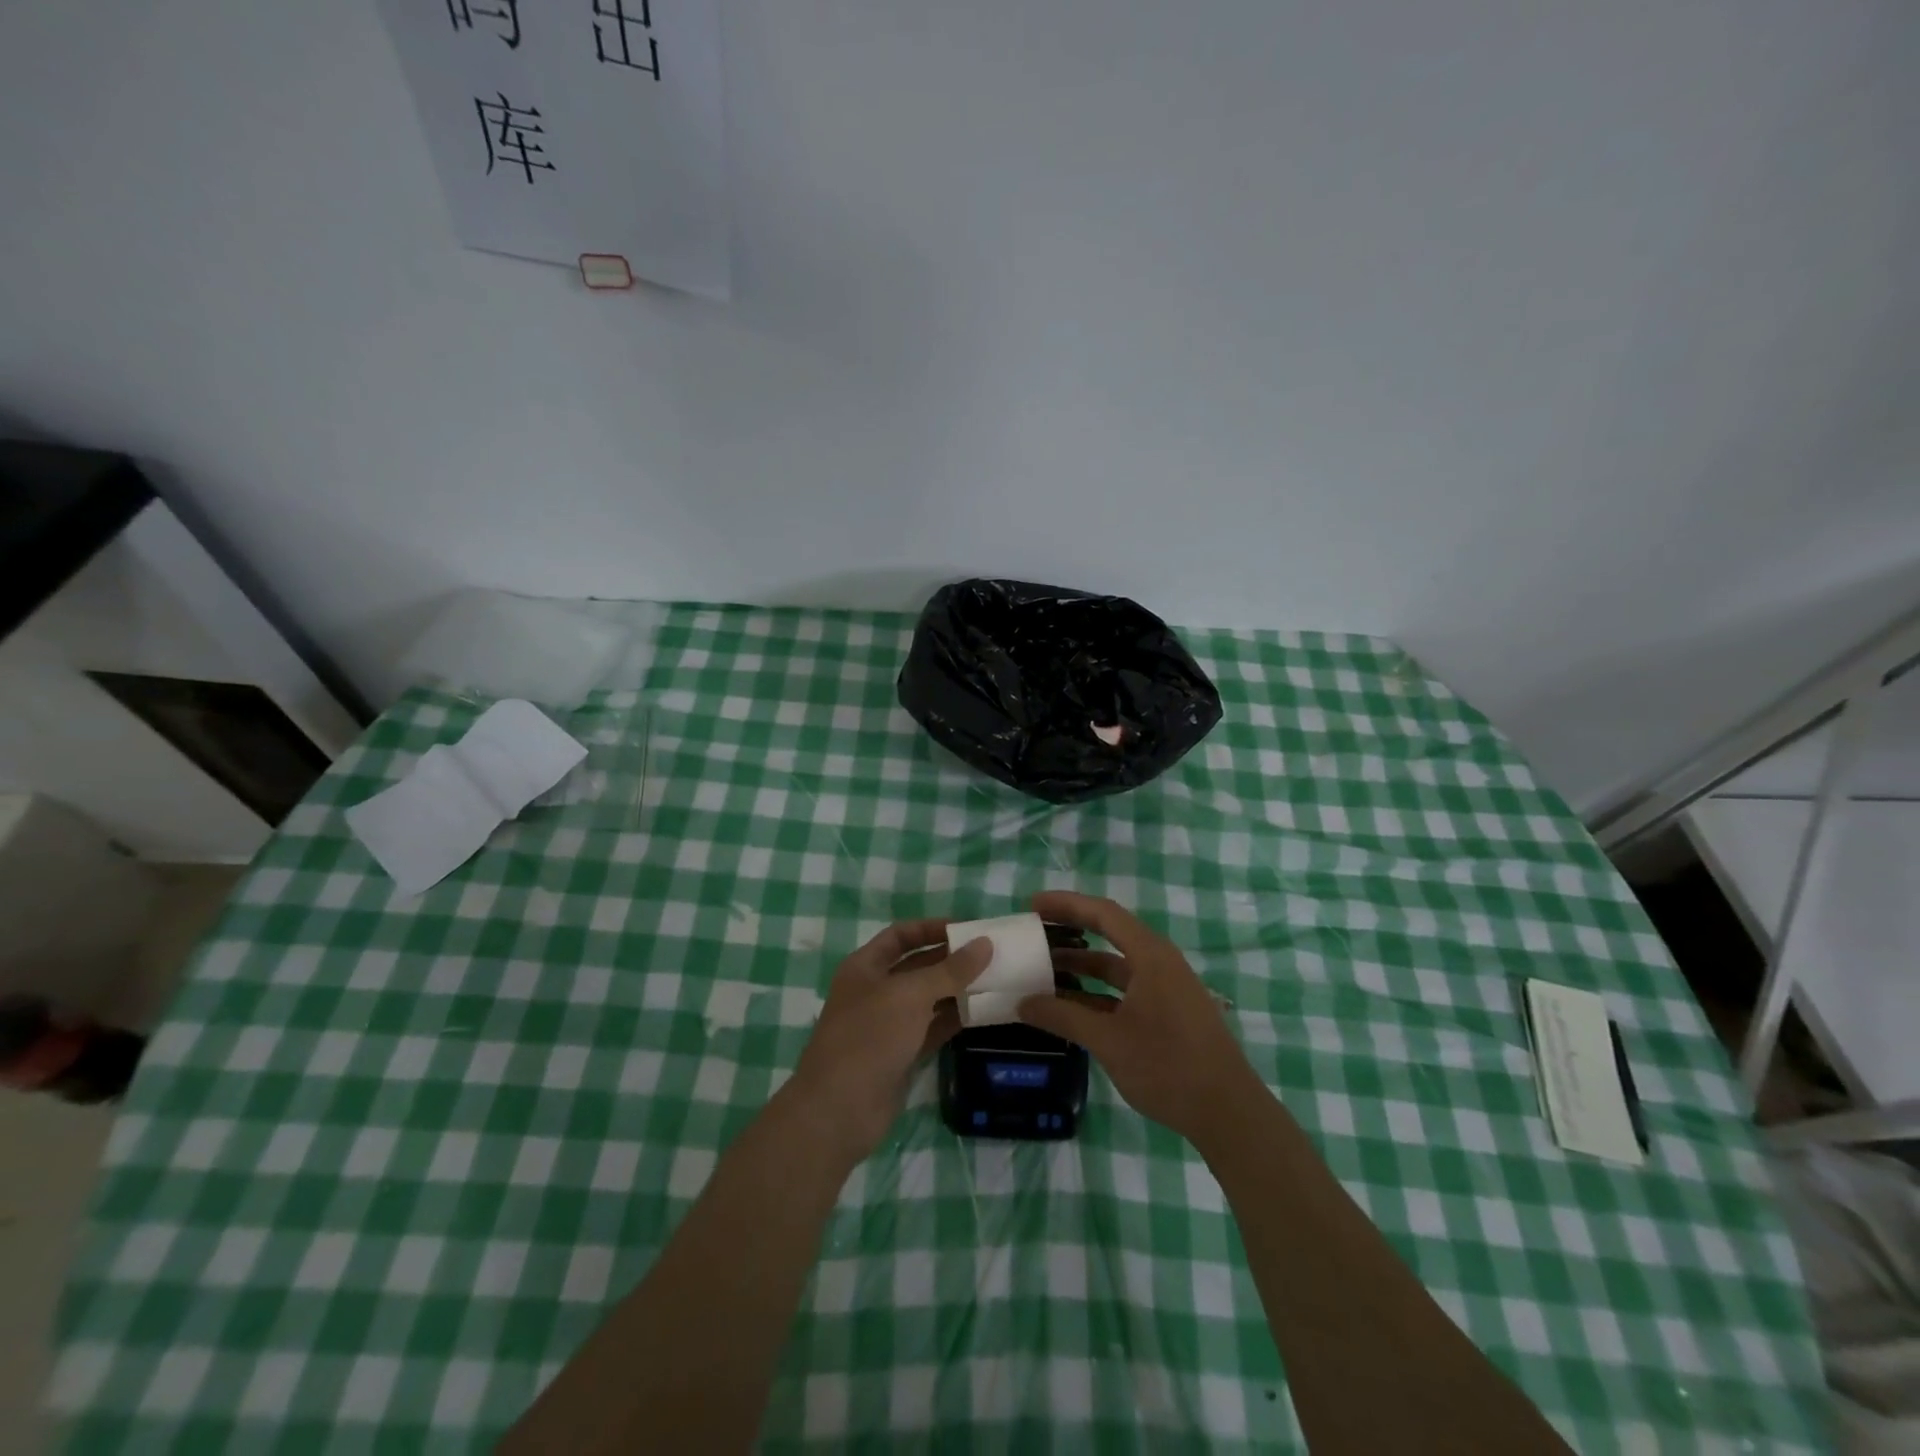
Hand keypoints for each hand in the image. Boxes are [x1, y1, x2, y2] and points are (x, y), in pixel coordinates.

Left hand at [787, 920, 990, 1163]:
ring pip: (927, 999)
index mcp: (865, 967)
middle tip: (991, 955)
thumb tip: (985, 944)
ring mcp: (888, 1025)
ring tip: (995, 981)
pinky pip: (932, 1028)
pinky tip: (983, 1013)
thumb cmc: (869, 1037)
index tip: (967, 929)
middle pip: (917, 966)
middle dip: (950, 960)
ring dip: (956, 990)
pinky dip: (954, 1020)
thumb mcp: (911, 995)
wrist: (839, 1110)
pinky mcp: (901, 1054)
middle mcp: (875, 991)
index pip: (901, 935)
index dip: (931, 928)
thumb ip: (950, 970)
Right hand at [1018, 891, 1261, 1144]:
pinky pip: (1125, 988)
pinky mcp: (1168, 1012)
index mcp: (1151, 956)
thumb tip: (1022, 1003)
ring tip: (1043, 968)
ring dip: (1082, 966)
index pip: (1103, 913)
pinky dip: (1097, 992)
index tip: (1032, 904)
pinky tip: (1070, 1005)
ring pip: (1116, 965)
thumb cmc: (1169, 1067)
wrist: (1229, 1114)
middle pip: (1110, 933)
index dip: (1066, 904)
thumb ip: (1063, 1017)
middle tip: (1034, 932)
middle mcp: (1160, 963)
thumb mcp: (1108, 1041)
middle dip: (1071, 929)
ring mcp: (1166, 988)